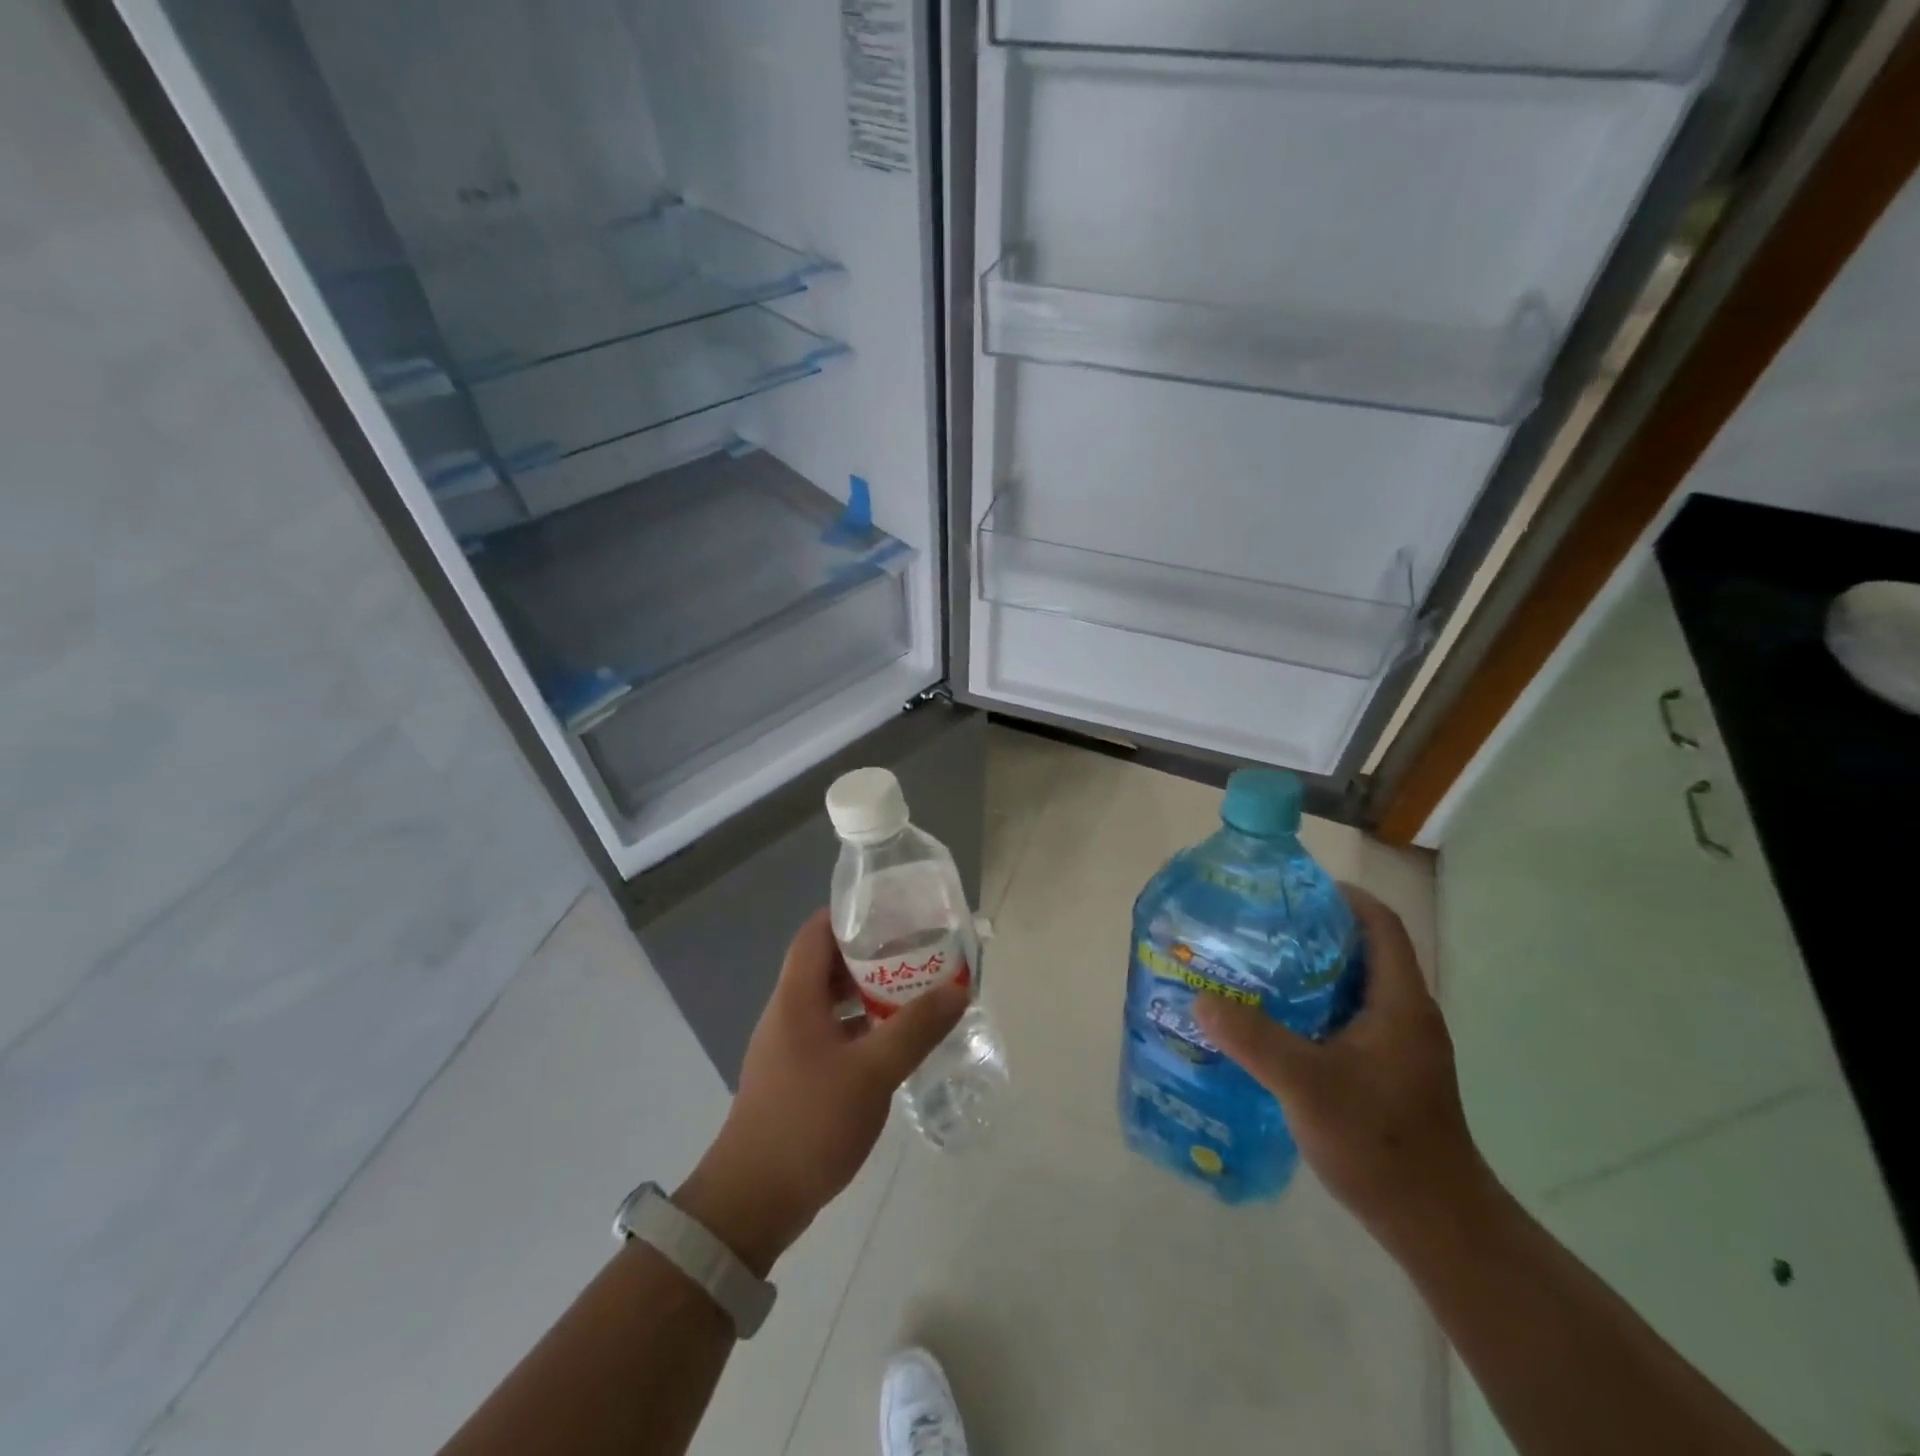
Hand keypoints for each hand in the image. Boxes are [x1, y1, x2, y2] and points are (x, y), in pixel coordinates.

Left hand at [675, 909, 967, 1274]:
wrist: (752, 1203)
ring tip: (914, 988)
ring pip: (832, 1001)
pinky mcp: (797, 1075)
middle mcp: (789, 1012)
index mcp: (796, 997)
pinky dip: (862, 1026)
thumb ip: (915, 1029)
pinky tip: (894, 1040)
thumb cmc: (807, 1123)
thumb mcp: (871, 1073)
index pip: (816, 933)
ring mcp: (790, 1046)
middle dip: (871, 953)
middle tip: (917, 949)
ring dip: (868, 992)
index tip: (893, 909)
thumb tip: (958, 989)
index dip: (850, 914)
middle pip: (827, 964)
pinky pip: (833, 1032)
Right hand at [1194, 884, 1491, 1242]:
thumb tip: (1200, 999)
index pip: (1380, 924)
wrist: (1437, 1225)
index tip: (1290, 890)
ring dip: (1309, 972)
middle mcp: (1405, 1015)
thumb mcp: (1307, 1085)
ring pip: (1353, 987)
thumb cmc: (1380, 1142)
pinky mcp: (1388, 1072)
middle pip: (1362, 950)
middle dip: (1312, 932)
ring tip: (1255, 969)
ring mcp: (1400, 1046)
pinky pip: (1348, 1019)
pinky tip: (1274, 1025)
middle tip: (1257, 927)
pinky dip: (1313, 1007)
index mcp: (1400, 1002)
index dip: (1341, 897)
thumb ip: (1254, 1039)